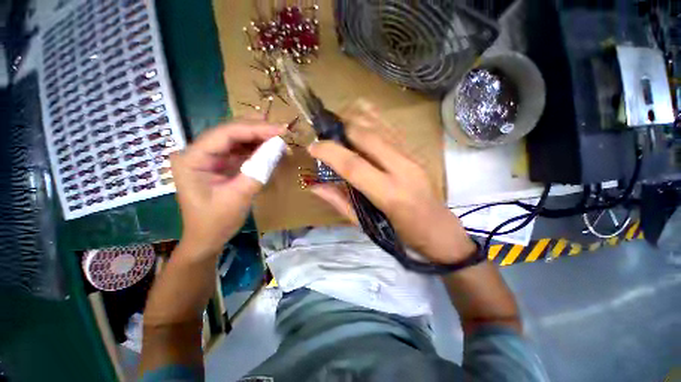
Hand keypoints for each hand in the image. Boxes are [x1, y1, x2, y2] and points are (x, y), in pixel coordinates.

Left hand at [170, 121, 282, 257]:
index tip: (280, 129)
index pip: (225, 134)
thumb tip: (278, 147)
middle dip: (258, 130)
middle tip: (282, 130)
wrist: (207, 238)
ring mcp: (208, 157)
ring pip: (236, 139)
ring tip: (280, 137)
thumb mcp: (239, 196)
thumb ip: (258, 170)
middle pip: (230, 132)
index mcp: (192, 158)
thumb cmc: (216, 221)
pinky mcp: (219, 163)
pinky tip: (270, 147)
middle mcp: (197, 152)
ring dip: (259, 137)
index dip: (255, 129)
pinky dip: (257, 148)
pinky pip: (240, 150)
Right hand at [308, 101, 475, 263]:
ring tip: (338, 122)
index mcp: (389, 193)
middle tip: (324, 133)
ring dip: (356, 118)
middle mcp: (402, 169)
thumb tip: (315, 185)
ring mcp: (411, 157)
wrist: (440, 231)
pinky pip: (391, 129)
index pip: (353, 165)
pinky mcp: (415, 153)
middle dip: (341, 128)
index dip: (329, 152)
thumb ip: (340, 202)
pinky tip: (360, 116)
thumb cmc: (402, 235)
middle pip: (367, 136)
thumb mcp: (367, 225)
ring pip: (380, 126)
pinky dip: (373, 118)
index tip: (312, 147)